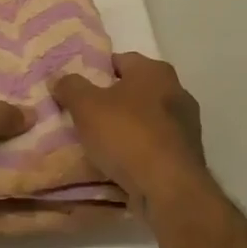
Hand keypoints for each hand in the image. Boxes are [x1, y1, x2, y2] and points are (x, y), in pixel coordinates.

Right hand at [52, 52, 208, 215]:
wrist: (168, 187)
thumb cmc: (127, 135)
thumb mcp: (86, 106)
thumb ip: (70, 87)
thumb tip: (59, 77)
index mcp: (155, 71)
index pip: (120, 60)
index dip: (96, 71)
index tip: (78, 89)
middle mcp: (177, 91)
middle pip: (135, 90)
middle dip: (112, 100)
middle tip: (85, 115)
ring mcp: (186, 124)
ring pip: (146, 118)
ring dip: (127, 127)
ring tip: (100, 143)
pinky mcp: (187, 153)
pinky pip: (155, 144)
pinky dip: (140, 149)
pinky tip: (122, 162)